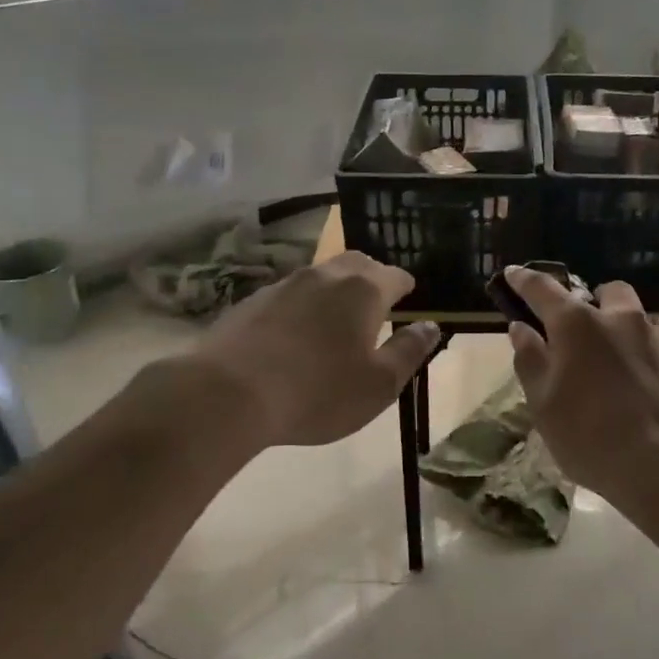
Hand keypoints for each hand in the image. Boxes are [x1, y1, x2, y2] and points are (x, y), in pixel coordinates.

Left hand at [138, 253, 439, 451]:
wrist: (227, 394)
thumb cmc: (318, 392)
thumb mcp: (379, 384)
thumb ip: (409, 351)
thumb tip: (430, 326)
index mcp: (364, 291)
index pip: (396, 276)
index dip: (407, 289)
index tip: (409, 304)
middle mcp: (326, 276)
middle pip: (358, 264)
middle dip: (373, 279)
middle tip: (377, 307)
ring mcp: (285, 285)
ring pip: (321, 276)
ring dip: (336, 291)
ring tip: (336, 322)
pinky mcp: (253, 301)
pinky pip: (290, 294)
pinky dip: (304, 306)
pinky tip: (296, 336)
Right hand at [504, 267, 658, 502]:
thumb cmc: (592, 439)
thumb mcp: (544, 406)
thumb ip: (531, 360)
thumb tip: (520, 327)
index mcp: (577, 326)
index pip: (543, 289)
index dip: (525, 280)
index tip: (514, 274)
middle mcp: (621, 318)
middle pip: (609, 291)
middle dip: (597, 303)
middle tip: (590, 332)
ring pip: (650, 313)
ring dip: (636, 326)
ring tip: (632, 354)